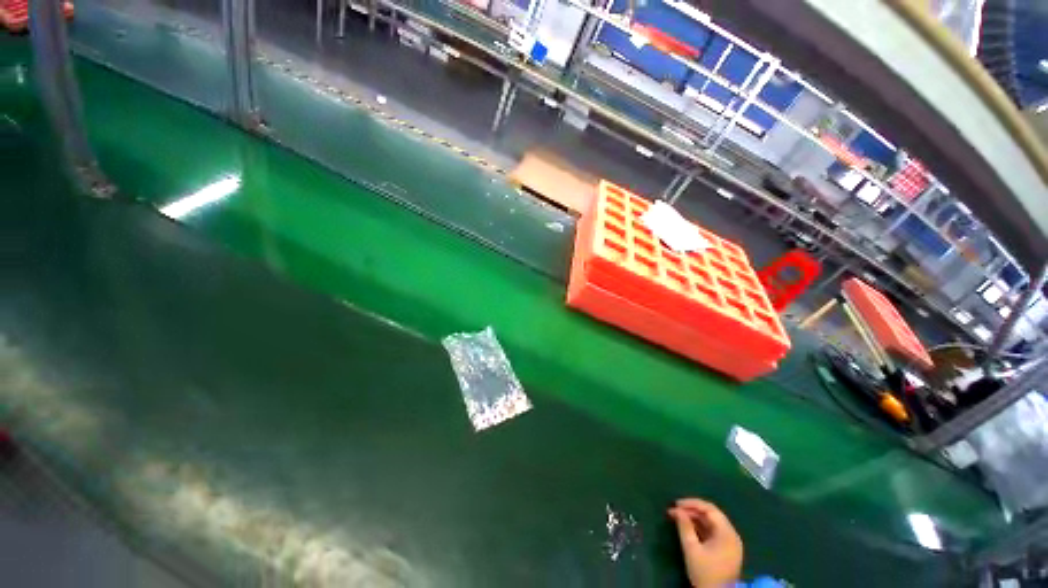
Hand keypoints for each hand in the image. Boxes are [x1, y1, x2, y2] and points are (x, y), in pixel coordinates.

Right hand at [668, 498, 742, 587]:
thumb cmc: (704, 573)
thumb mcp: (691, 549)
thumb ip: (685, 527)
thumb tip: (677, 510)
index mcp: (727, 534)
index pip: (710, 510)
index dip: (692, 504)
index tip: (676, 504)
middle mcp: (731, 536)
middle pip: (711, 515)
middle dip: (692, 510)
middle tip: (675, 510)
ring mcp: (730, 544)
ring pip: (711, 523)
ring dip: (694, 518)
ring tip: (678, 517)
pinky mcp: (726, 550)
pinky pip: (712, 532)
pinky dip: (699, 527)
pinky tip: (687, 527)